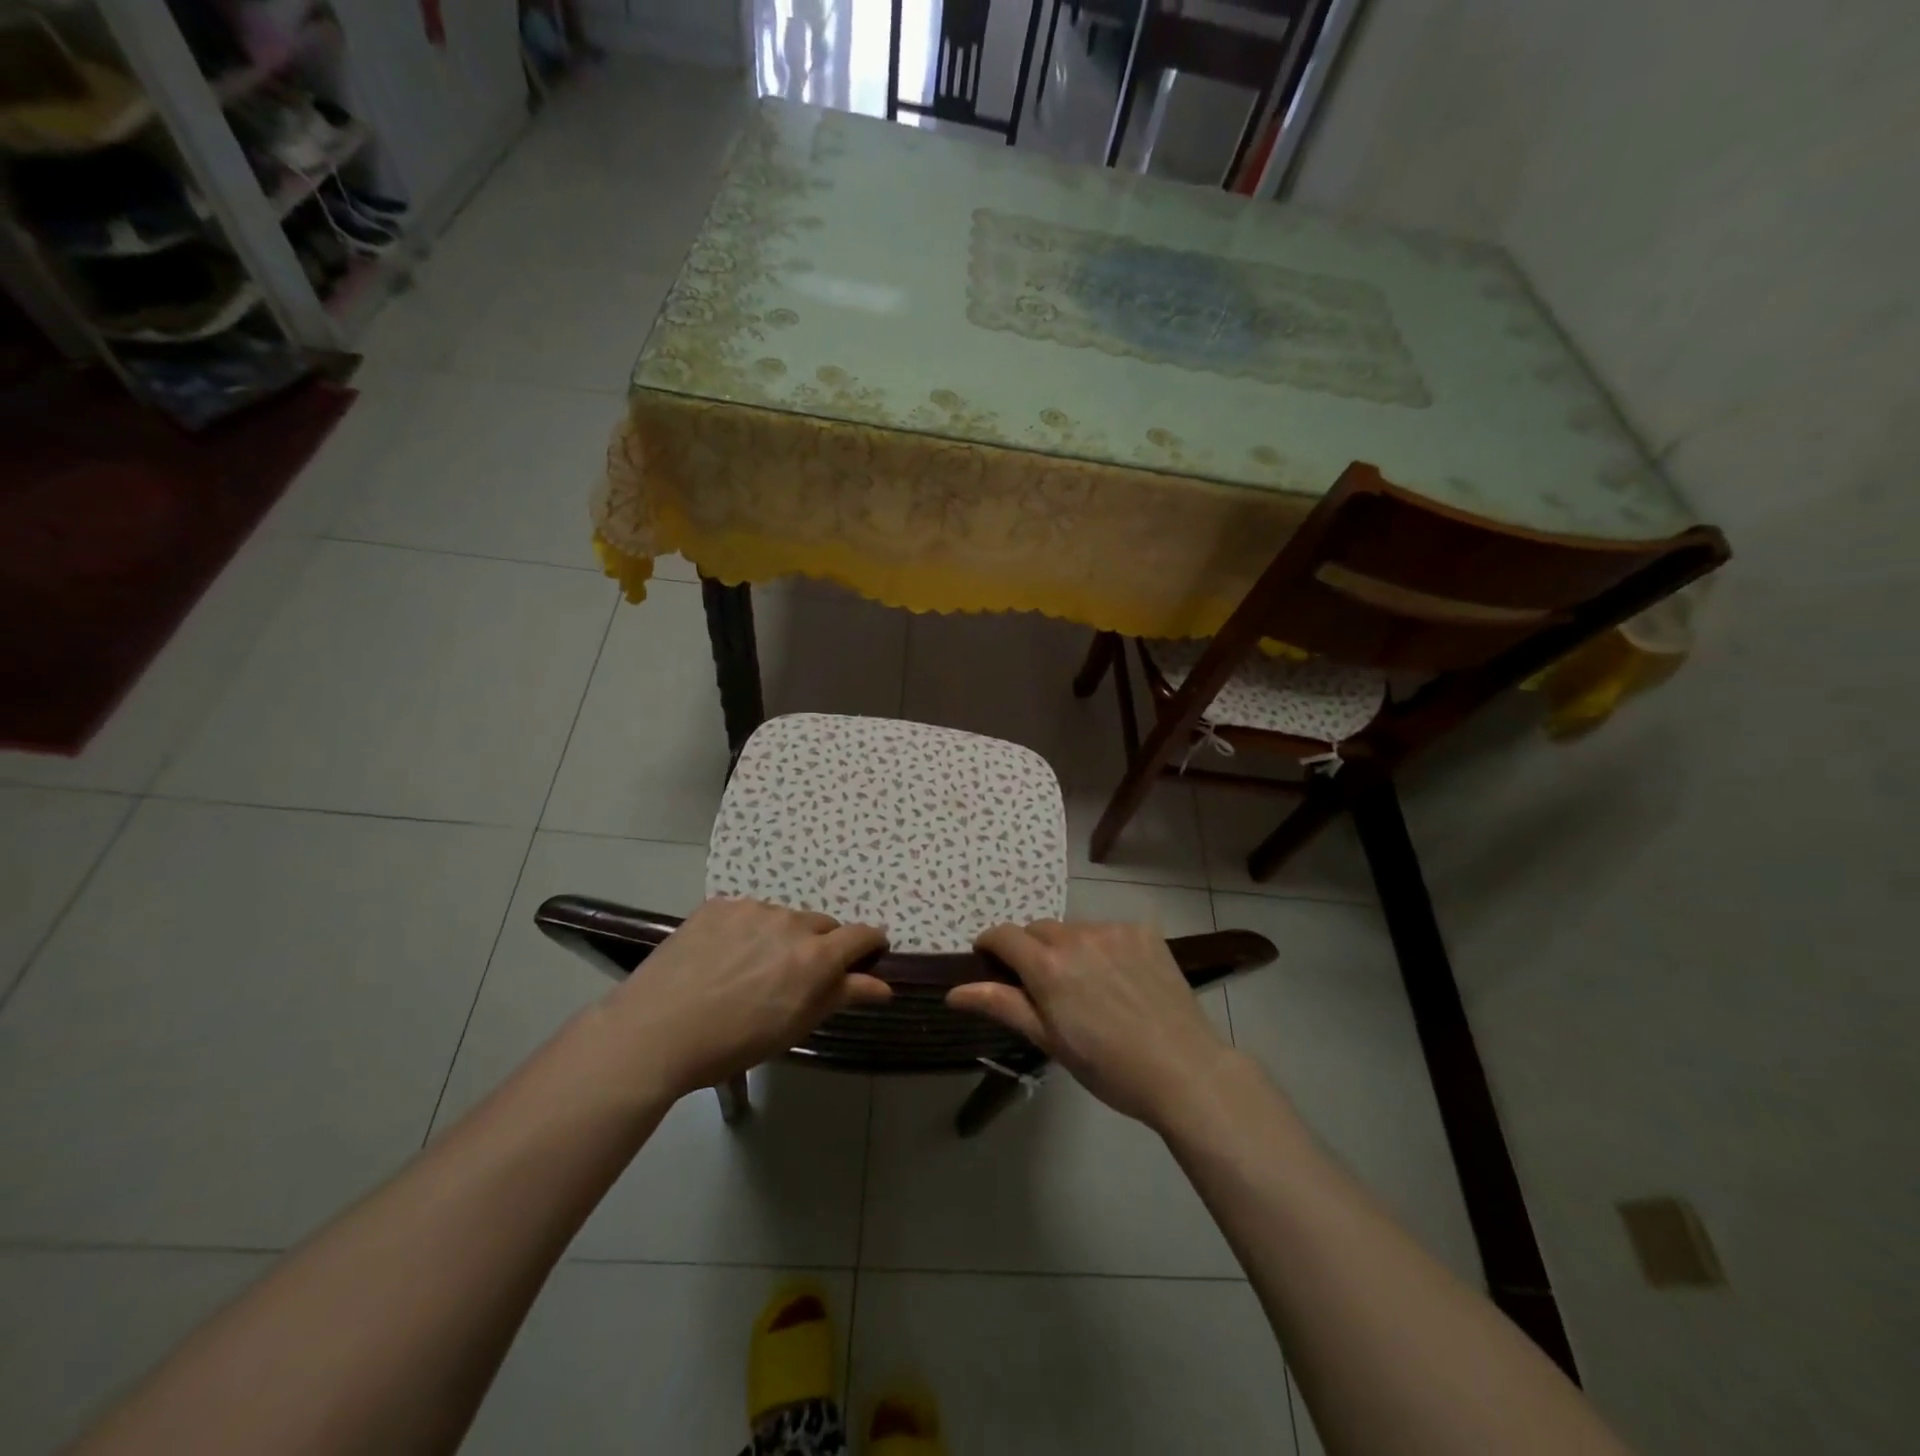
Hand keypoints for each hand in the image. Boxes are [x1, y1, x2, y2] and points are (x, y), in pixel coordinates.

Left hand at [601, 897, 889, 1099]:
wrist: (657, 1031)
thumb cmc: (734, 1042)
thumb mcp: (795, 1026)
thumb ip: (842, 996)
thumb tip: (883, 985)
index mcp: (816, 956)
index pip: (861, 935)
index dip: (870, 944)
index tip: (869, 954)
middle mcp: (790, 922)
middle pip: (822, 925)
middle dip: (820, 945)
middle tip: (796, 976)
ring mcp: (752, 909)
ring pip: (783, 918)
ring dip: (781, 937)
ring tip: (751, 969)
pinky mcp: (718, 905)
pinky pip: (747, 913)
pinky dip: (746, 930)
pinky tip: (722, 957)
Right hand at [947, 920, 1235, 1129]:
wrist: (1184, 1070)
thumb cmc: (1108, 1067)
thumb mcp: (1049, 1041)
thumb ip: (1002, 1006)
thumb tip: (953, 991)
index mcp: (1048, 965)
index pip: (1003, 935)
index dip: (990, 945)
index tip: (989, 962)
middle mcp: (1077, 936)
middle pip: (1038, 930)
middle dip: (1031, 950)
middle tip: (1043, 986)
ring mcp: (1114, 930)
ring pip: (1074, 929)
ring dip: (1068, 948)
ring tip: (1087, 985)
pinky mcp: (1144, 932)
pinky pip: (1109, 931)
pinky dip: (1103, 947)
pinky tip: (1120, 978)